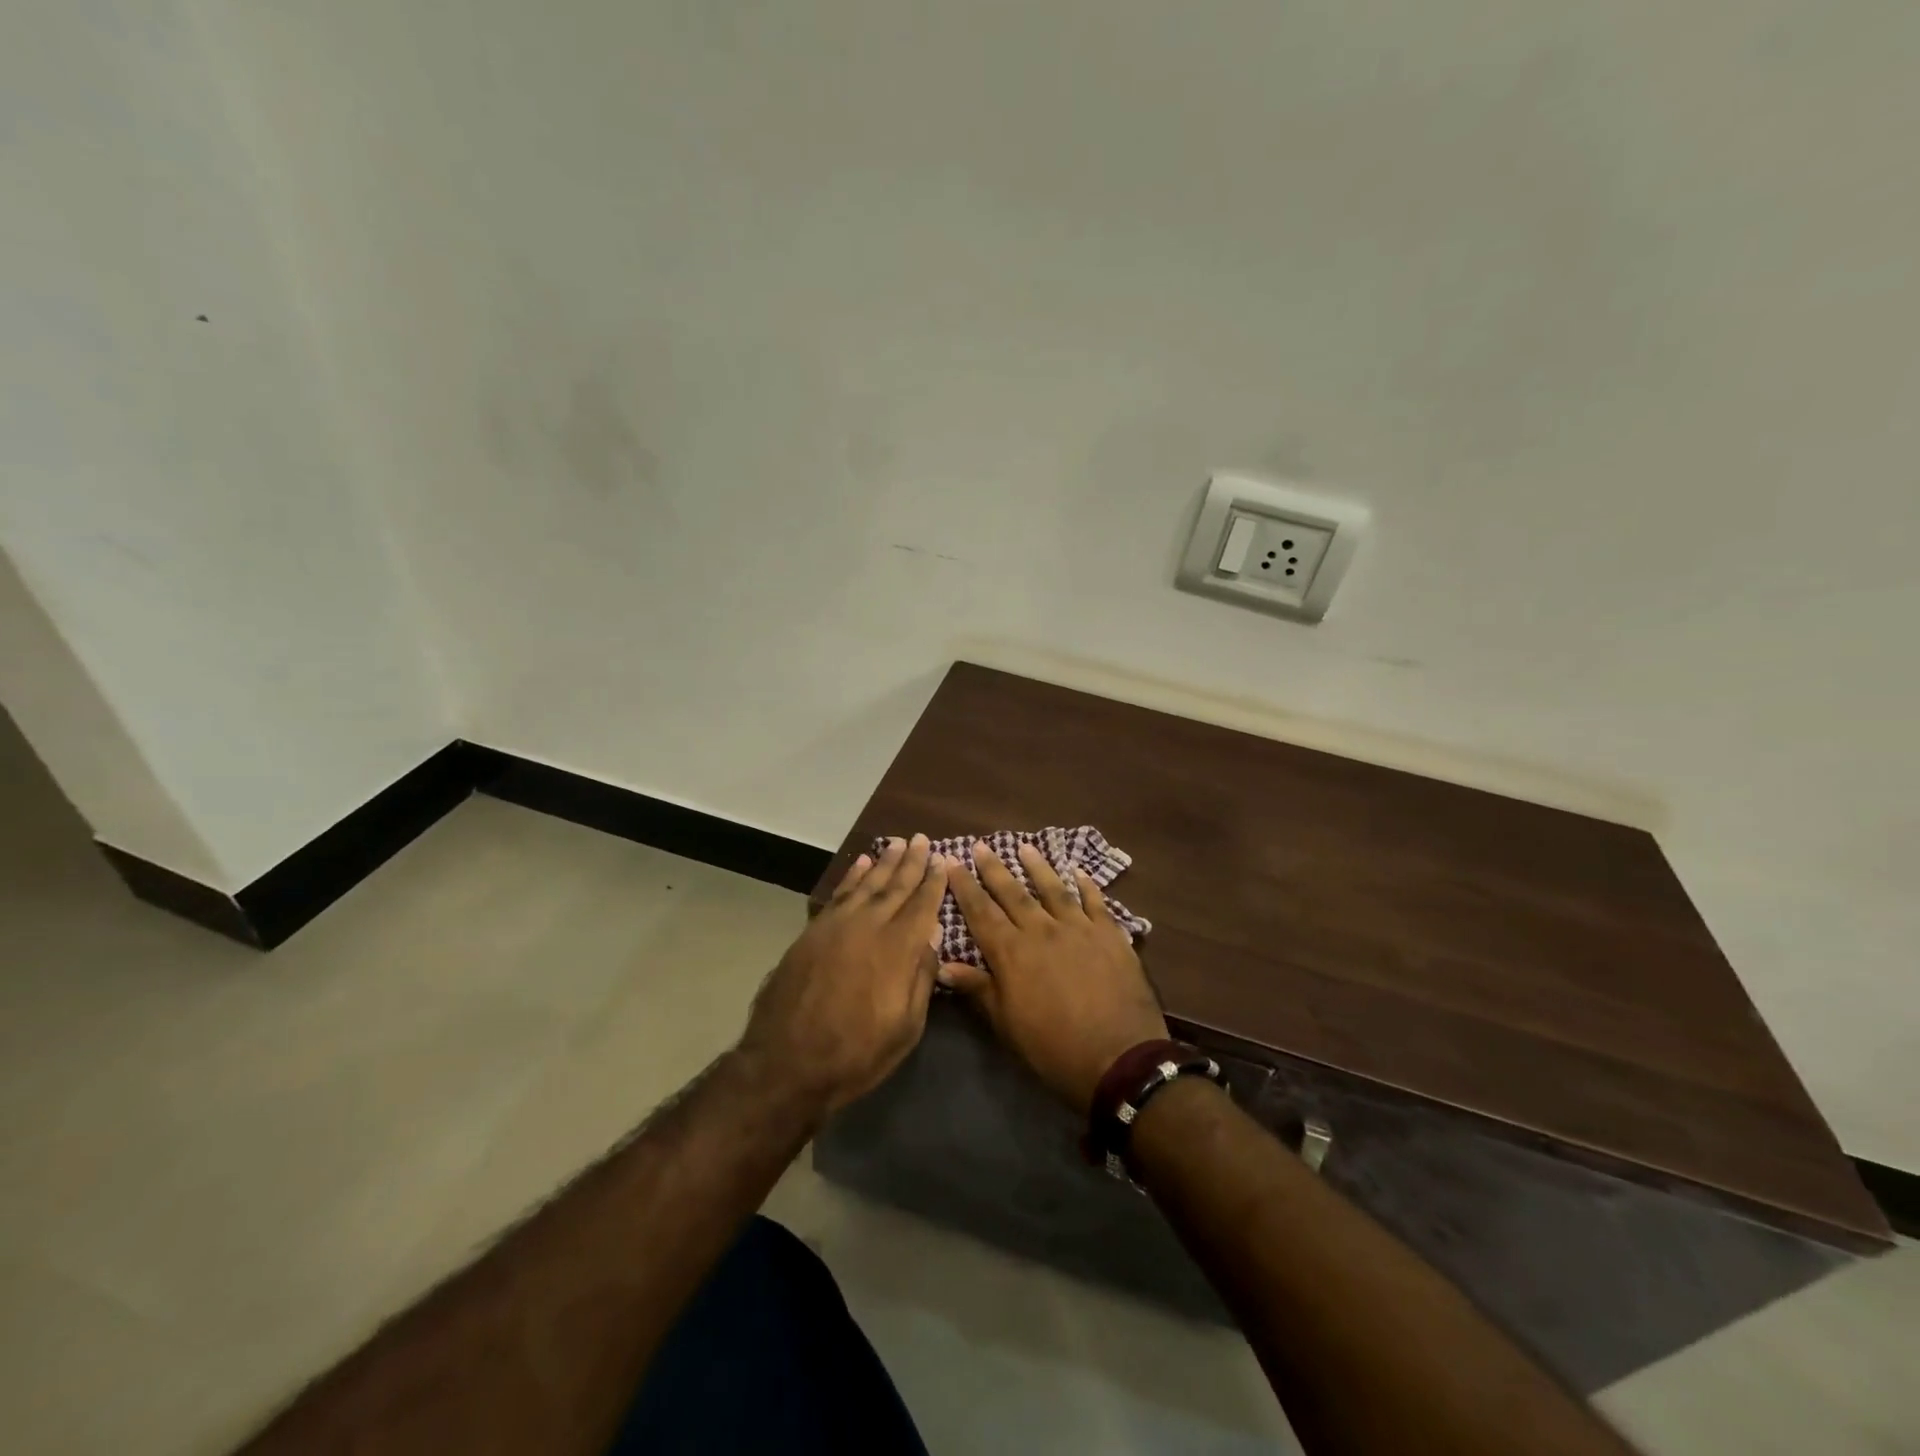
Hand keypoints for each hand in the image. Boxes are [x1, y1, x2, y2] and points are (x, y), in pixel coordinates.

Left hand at [739, 835, 947, 1117]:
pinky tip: (861, 863)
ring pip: (866, 883)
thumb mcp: (906, 1027)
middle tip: (922, 839)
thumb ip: (922, 977)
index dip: (933, 881)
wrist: (787, 1063)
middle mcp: (869, 926)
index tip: (943, 859)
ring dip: (883, 861)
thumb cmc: (856, 1053)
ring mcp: (837, 926)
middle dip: (911, 862)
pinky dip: (852, 876)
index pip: (922, 905)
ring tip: (896, 842)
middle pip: (895, 886)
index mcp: (897, 949)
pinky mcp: (813, 932)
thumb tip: (933, 935)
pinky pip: (838, 893)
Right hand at [941, 842, 1169, 1114]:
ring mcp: (1078, 928)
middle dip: (994, 868)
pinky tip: (1079, 872)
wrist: (1119, 1057)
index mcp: (1011, 953)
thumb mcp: (1007, 1024)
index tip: (952, 863)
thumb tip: (943, 964)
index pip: (981, 912)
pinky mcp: (1109, 934)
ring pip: (1052, 888)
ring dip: (1037, 867)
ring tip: (1025, 847)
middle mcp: (1041, 930)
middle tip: (981, 845)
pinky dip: (1086, 885)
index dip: (964, 887)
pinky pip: (1095, 901)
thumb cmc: (1053, 1048)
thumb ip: (978, 988)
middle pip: (1013, 892)